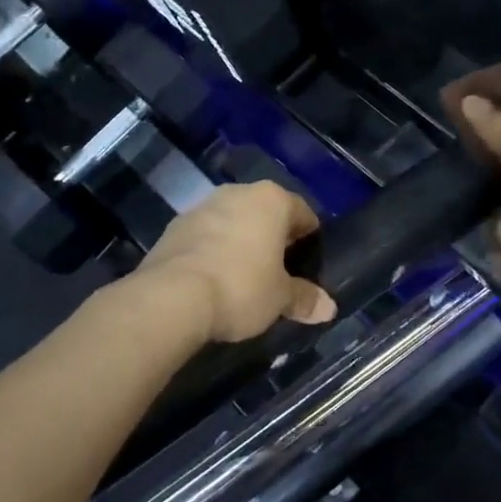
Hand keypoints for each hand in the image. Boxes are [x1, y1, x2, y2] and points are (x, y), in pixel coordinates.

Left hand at [138, 182, 335, 343]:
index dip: (310, 238)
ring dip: (242, 241)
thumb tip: (329, 309)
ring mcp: (202, 206)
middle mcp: (238, 193)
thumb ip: (304, 298)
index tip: (309, 262)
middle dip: (274, 237)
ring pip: (234, 221)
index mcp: (271, 199)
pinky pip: (206, 235)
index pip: (303, 212)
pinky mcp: (174, 226)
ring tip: (245, 276)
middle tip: (279, 271)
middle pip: (266, 213)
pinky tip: (214, 278)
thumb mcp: (279, 298)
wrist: (171, 298)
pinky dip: (214, 250)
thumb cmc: (241, 287)